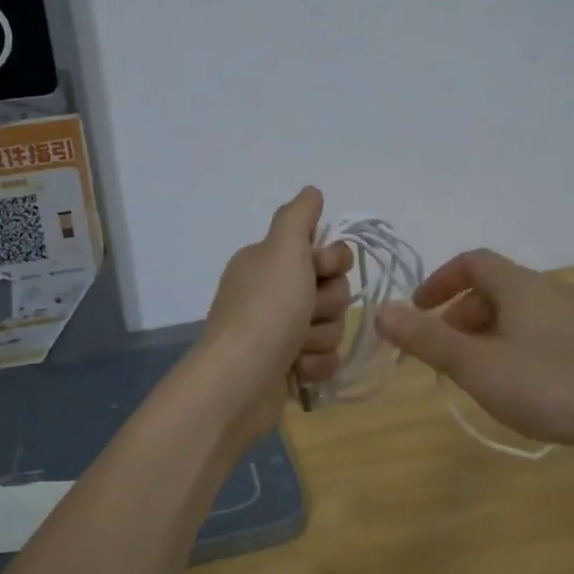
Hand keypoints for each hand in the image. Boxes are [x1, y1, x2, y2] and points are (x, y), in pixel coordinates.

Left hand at [196, 187, 353, 433]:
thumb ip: (299, 216)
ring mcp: (278, 332)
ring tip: (295, 347)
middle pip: (333, 290)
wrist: (240, 381)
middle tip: (303, 312)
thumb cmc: (266, 309)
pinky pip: (324, 358)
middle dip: (327, 305)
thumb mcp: (282, 249)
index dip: (332, 262)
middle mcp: (272, 293)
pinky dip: (315, 364)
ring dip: (320, 337)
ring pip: (331, 325)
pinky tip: (295, 370)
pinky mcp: (286, 367)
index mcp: (269, 262)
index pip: (325, 252)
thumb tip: (312, 192)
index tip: (320, 271)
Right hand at [374, 248, 573, 451]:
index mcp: (518, 285)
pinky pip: (542, 329)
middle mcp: (548, 288)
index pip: (470, 261)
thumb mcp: (477, 366)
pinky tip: (523, 383)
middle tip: (444, 354)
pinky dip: (516, 343)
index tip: (419, 311)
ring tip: (480, 373)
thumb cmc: (550, 385)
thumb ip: (427, 339)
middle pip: (493, 288)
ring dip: (488, 333)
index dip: (439, 281)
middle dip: (460, 315)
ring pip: (518, 311)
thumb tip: (380, 310)